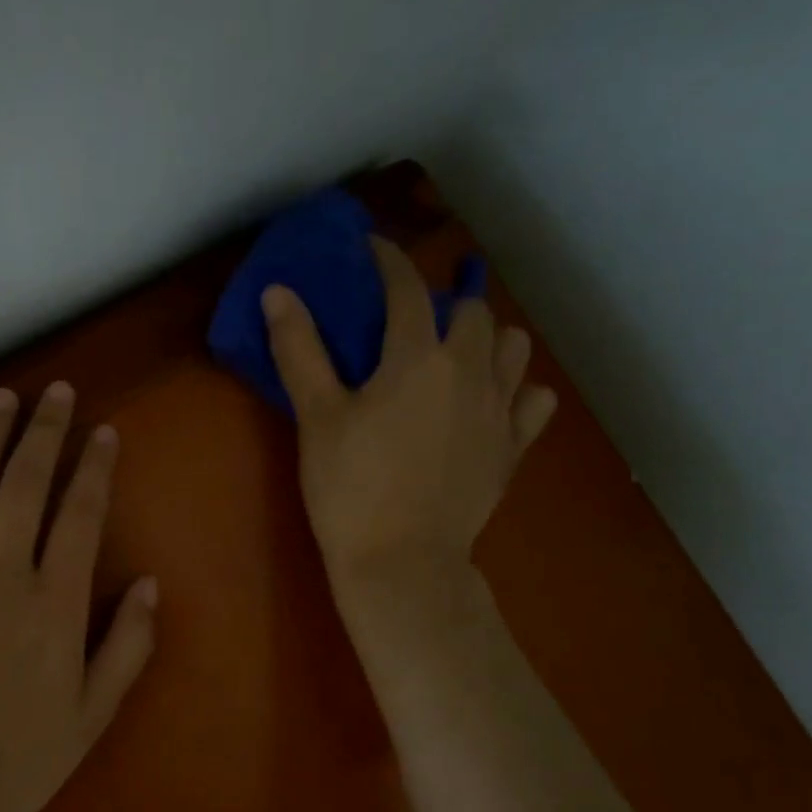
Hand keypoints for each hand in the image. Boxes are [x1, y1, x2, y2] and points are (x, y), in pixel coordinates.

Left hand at [0, 382, 158, 811]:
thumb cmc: (21, 758)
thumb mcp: (93, 713)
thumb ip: (128, 645)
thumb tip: (150, 584)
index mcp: (55, 605)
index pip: (80, 515)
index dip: (94, 467)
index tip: (103, 431)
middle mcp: (2, 578)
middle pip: (24, 486)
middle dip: (43, 431)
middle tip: (56, 391)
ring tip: (3, 398)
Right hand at [262, 237, 555, 596]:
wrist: (402, 563)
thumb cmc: (351, 488)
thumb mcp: (316, 417)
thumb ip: (300, 349)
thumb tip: (277, 291)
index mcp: (417, 357)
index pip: (406, 288)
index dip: (388, 260)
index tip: (373, 248)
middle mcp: (469, 371)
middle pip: (471, 312)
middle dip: (443, 301)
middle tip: (412, 318)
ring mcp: (499, 411)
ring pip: (513, 349)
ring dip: (488, 339)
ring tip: (458, 353)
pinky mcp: (512, 449)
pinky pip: (534, 402)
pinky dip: (518, 391)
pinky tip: (494, 401)